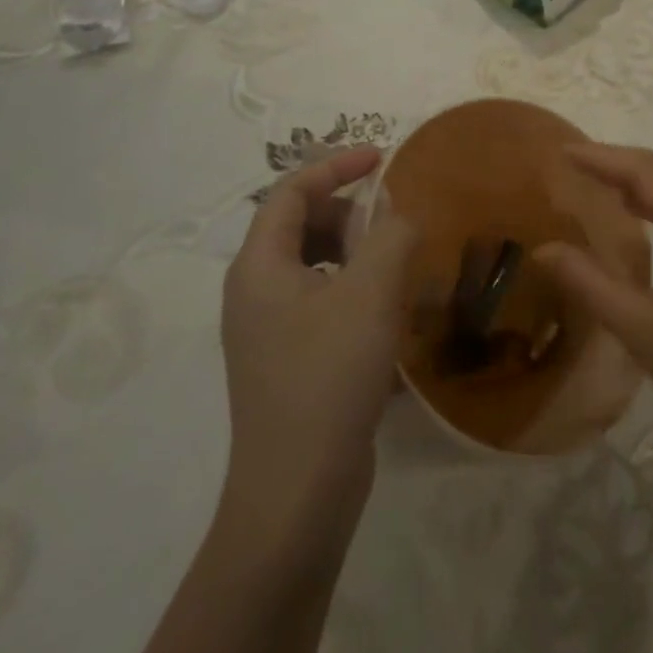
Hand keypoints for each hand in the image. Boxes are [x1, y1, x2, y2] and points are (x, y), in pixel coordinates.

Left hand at [219, 146, 413, 534]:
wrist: (298, 493)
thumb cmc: (329, 378)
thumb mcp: (371, 294)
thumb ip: (391, 236)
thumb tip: (399, 212)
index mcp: (259, 266)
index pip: (290, 191)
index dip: (335, 166)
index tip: (382, 159)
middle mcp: (253, 292)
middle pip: (298, 224)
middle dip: (347, 209)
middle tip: (393, 217)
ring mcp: (267, 330)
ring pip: (311, 263)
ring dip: (353, 248)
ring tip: (396, 259)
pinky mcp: (287, 361)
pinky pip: (319, 299)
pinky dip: (351, 285)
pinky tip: (387, 307)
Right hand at [535, 143, 652, 470]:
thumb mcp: (641, 330)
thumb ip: (588, 283)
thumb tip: (541, 250)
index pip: (648, 172)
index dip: (604, 158)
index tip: (564, 150)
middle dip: (623, 162)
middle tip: (577, 164)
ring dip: (648, 179)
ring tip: (602, 183)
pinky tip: (646, 214)